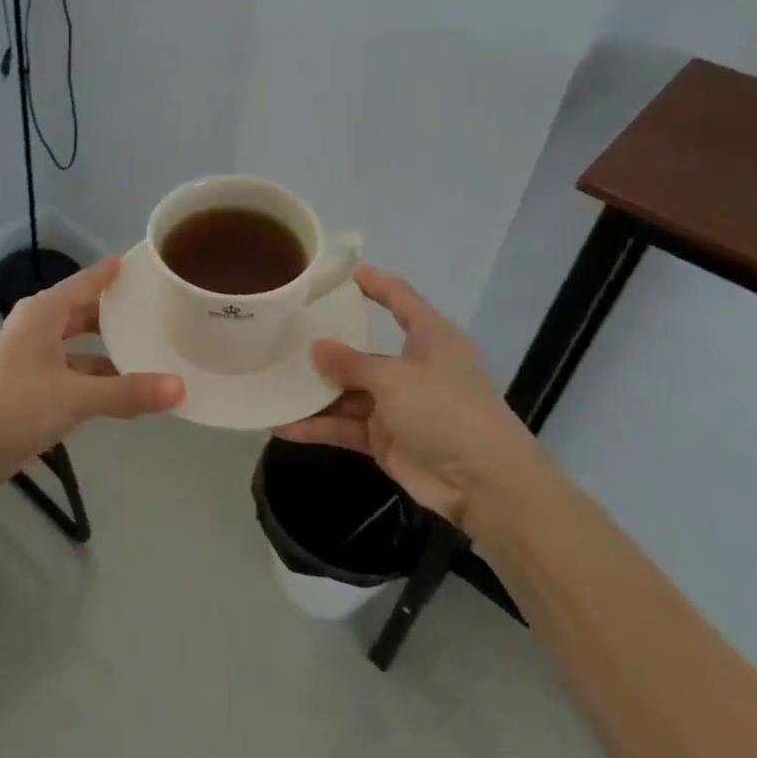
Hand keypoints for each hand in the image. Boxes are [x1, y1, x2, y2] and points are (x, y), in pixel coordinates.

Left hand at [0, 256, 184, 490]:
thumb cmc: (15, 407)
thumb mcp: (76, 397)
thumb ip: (128, 392)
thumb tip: (181, 388)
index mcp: (44, 313)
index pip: (86, 282)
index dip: (113, 273)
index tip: (145, 265)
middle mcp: (39, 327)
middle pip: (85, 311)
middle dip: (118, 313)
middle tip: (160, 310)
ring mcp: (35, 358)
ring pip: (81, 345)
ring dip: (110, 350)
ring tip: (153, 350)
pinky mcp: (34, 386)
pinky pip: (75, 371)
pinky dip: (98, 377)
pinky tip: (126, 388)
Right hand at [275, 264, 541, 529]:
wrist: (485, 485)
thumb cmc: (447, 411)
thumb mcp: (396, 378)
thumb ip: (351, 363)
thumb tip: (315, 347)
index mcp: (430, 338)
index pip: (400, 299)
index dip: (373, 283)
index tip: (340, 272)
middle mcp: (412, 367)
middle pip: (363, 350)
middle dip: (326, 345)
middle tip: (283, 331)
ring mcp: (397, 405)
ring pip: (347, 391)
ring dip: (314, 391)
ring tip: (271, 381)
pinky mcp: (385, 438)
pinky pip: (345, 426)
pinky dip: (318, 426)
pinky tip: (283, 424)